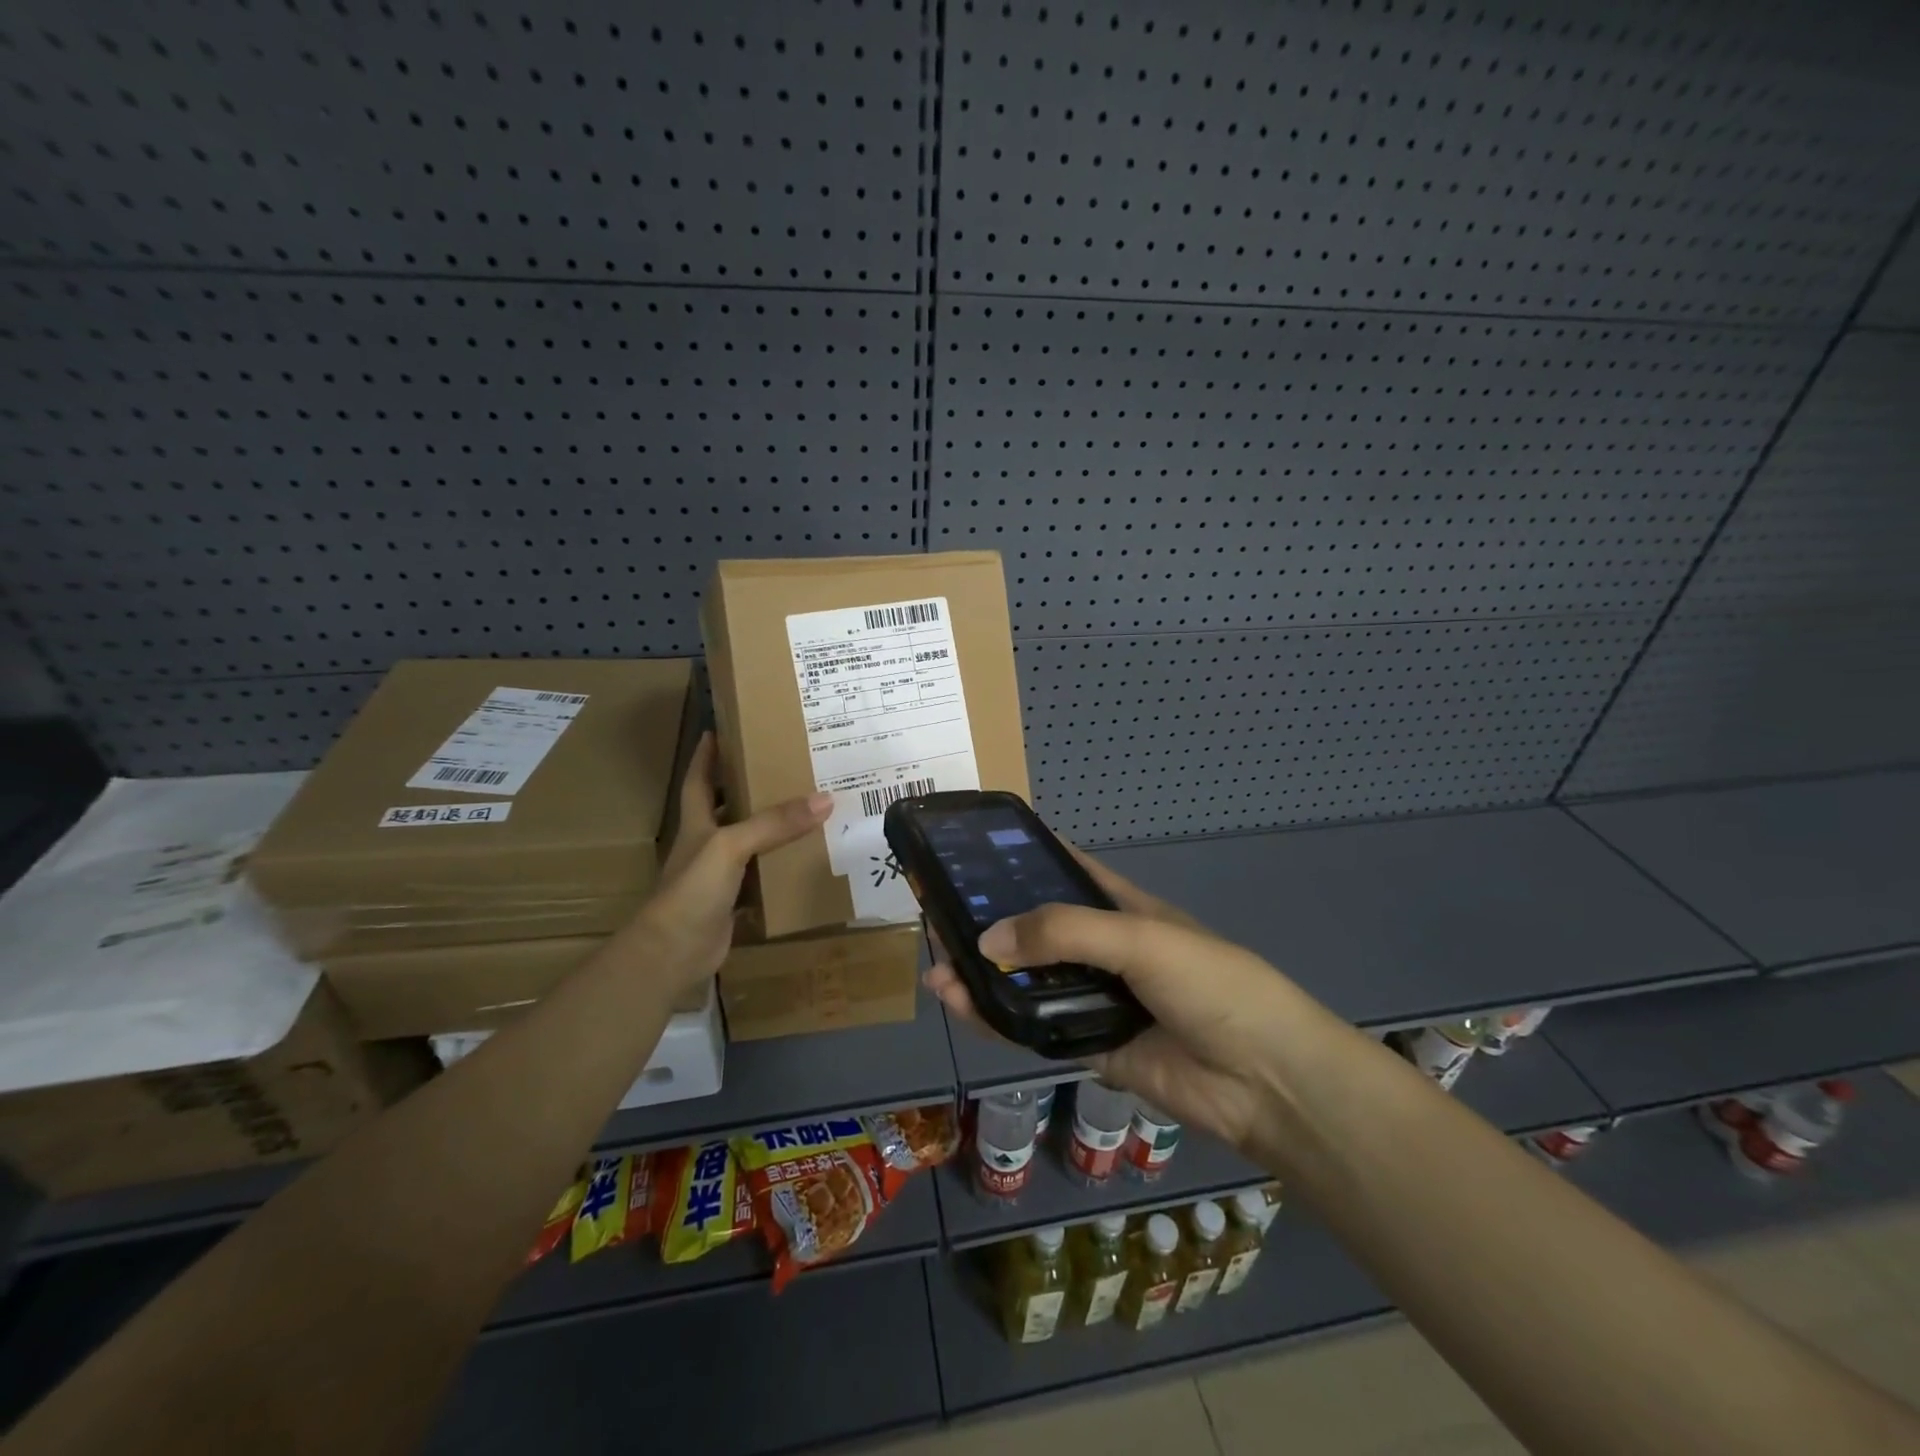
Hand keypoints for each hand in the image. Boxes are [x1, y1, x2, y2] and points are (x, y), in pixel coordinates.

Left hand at [631, 733, 831, 989]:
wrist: (673, 953)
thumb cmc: (692, 889)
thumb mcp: (731, 846)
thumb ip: (774, 823)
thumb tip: (824, 799)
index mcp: (697, 823)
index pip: (699, 779)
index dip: (706, 755)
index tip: (721, 729)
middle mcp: (707, 845)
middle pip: (728, 809)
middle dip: (750, 789)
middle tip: (785, 768)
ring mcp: (719, 877)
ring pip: (750, 846)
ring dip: (773, 832)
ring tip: (809, 810)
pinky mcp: (734, 904)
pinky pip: (763, 881)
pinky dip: (782, 873)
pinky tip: (807, 864)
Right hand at [924, 847, 1297, 1154]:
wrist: (1262, 1079)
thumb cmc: (1209, 983)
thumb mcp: (1138, 938)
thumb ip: (1063, 932)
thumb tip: (986, 941)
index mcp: (1120, 908)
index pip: (1063, 871)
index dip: (1022, 860)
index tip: (972, 854)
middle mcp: (1102, 949)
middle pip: (1035, 930)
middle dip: (990, 923)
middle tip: (938, 916)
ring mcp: (1095, 999)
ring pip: (1028, 982)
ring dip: (984, 975)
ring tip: (938, 968)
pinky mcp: (1089, 1046)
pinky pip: (1035, 1029)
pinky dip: (998, 1020)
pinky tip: (964, 1008)